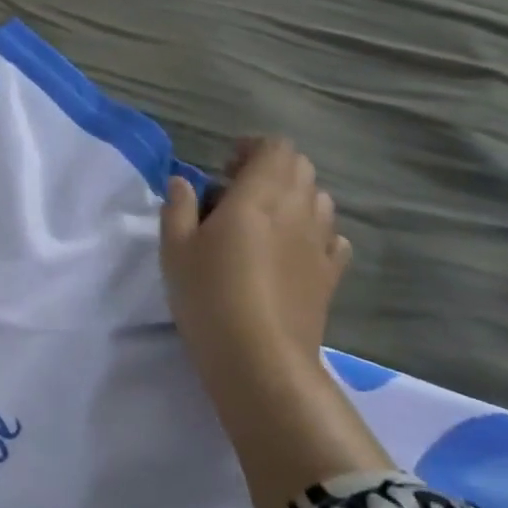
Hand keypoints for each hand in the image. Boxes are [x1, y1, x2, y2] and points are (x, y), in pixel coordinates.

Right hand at [160, 138, 351, 387]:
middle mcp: (297, 210)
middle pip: (301, 168)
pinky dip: (315, 232)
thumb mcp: (174, 249)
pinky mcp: (331, 275)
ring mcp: (320, 243)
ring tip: (264, 222)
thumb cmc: (208, 296)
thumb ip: (179, 207)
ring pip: (319, 199)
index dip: (252, 149)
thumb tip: (184, 182)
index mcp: (258, 196)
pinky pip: (333, 238)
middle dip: (272, 169)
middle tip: (238, 192)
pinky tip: (292, 251)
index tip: (225, 168)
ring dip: (294, 198)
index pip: (275, 148)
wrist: (259, 359)